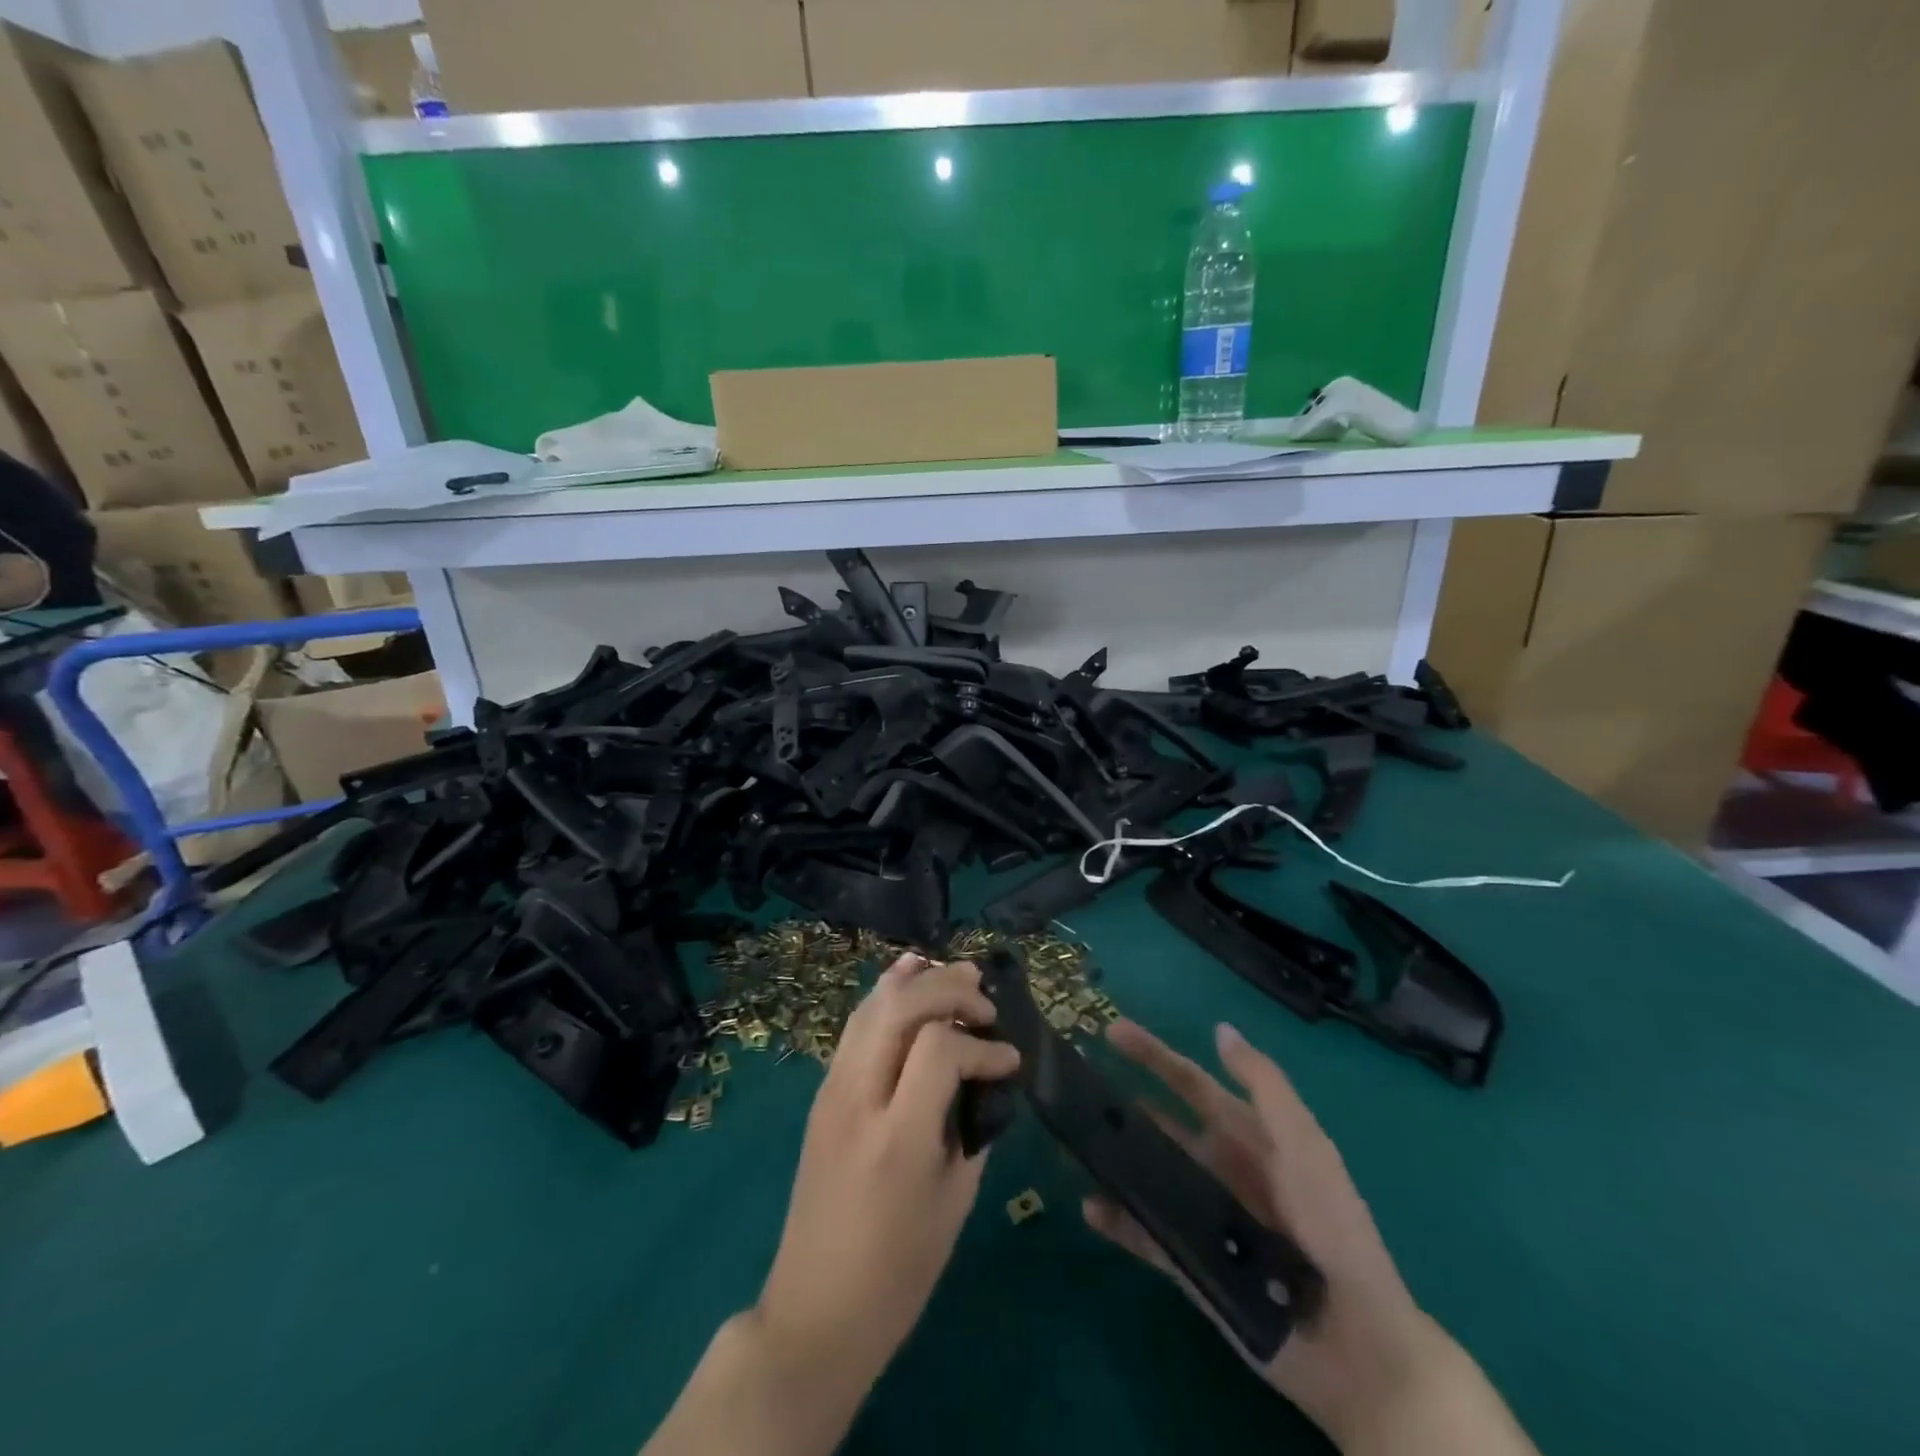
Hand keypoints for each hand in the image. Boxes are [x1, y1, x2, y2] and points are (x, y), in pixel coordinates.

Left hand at [752, 954, 1020, 1389]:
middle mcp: (858, 1099)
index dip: (981, 1045)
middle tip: (985, 1001)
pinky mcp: (821, 1094)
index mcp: (897, 1138)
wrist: (816, 1310)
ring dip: (916, 982)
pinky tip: (907, 980)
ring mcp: (831, 1091)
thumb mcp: (954, 1200)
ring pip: (872, 1007)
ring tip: (955, 973)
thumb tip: (984, 1076)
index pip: (939, 1048)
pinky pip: (855, 1027)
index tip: (1009, 1059)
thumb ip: (971, 1126)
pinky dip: (886, 996)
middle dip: (948, 990)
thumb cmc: (899, 1270)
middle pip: (900, 1008)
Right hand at [1083, 1019, 1443, 1448]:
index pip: (1188, 1081)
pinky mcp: (1189, 1262)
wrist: (1358, 1344)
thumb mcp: (1304, 1145)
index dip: (1153, 1053)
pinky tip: (1090, 1208)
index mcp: (1243, 1134)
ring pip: (1143, 1174)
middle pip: (1156, 1123)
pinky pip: (1143, 1233)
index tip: (1110, 1032)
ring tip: (1069, 1144)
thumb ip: (1263, 1086)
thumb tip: (1220, 1029)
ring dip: (1109, 1158)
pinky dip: (1116, 1220)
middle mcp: (1215, 1166)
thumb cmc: (1333, 1228)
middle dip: (1118, 1103)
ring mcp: (1199, 1214)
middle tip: (1072, 1086)